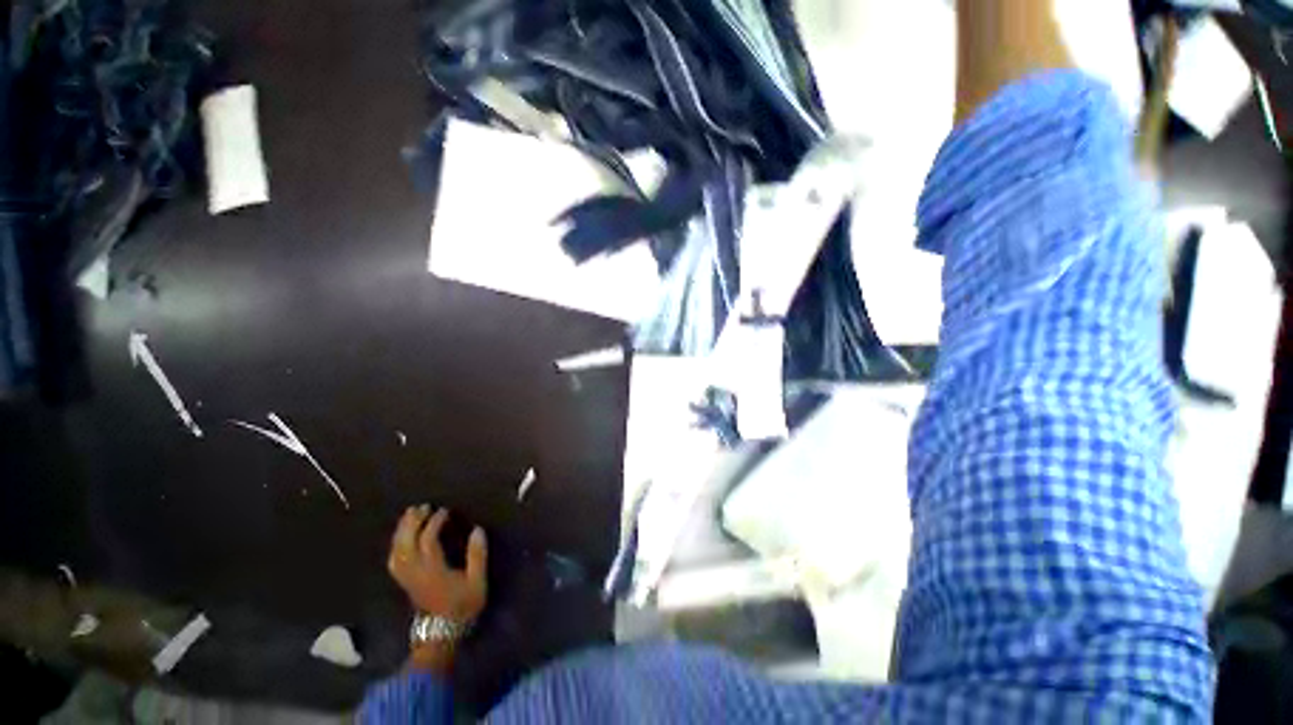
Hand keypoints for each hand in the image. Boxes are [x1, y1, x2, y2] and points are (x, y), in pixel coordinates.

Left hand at [387, 505, 487, 623]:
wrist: (441, 634)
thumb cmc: (462, 607)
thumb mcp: (477, 583)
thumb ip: (477, 556)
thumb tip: (477, 530)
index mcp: (433, 570)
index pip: (427, 541)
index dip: (434, 523)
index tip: (444, 511)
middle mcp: (416, 572)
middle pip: (406, 543)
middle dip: (412, 523)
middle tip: (422, 507)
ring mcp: (407, 578)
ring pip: (397, 551)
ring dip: (402, 531)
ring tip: (410, 515)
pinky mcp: (404, 582)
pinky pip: (394, 559)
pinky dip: (396, 545)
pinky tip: (401, 537)